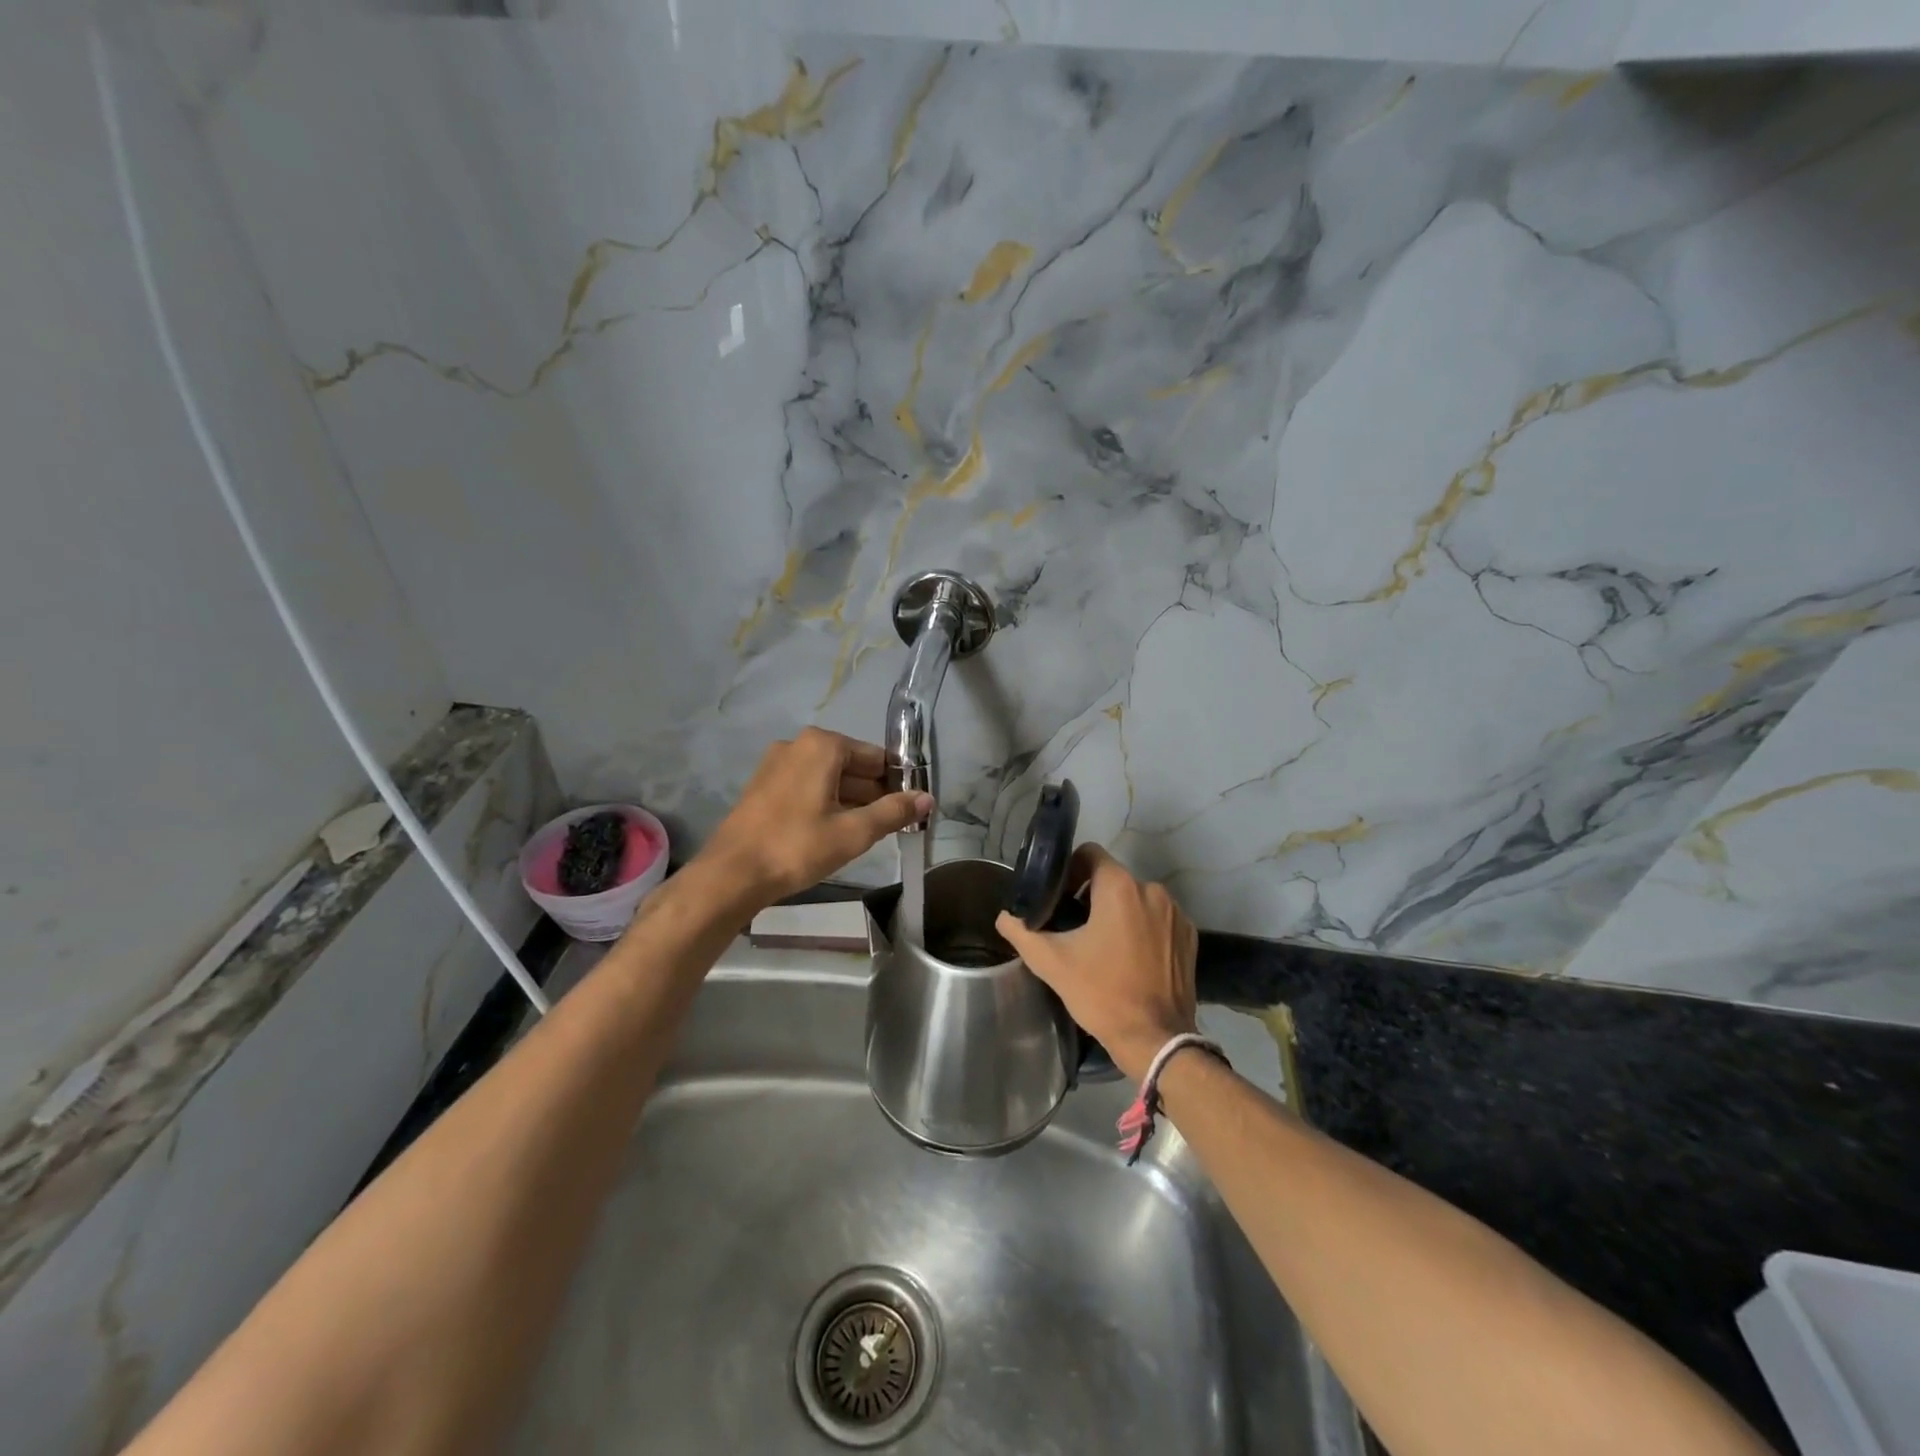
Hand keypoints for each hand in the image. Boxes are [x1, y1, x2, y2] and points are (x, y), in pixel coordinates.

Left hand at [696, 728, 932, 907]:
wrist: (731, 875)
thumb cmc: (796, 847)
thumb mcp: (853, 832)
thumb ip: (894, 812)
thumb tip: (927, 798)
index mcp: (822, 745)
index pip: (875, 757)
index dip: (897, 781)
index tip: (910, 808)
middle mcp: (798, 745)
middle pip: (851, 765)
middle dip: (874, 792)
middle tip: (893, 824)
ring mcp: (776, 764)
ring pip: (828, 778)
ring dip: (851, 800)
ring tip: (868, 832)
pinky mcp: (763, 786)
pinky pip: (807, 787)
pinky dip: (826, 803)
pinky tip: (836, 831)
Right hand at [995, 845, 1197, 1082]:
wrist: (1156, 1040)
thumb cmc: (1101, 994)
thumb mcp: (1052, 963)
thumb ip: (1022, 932)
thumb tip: (1005, 917)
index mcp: (1120, 887)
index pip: (1090, 854)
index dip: (1069, 870)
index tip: (1059, 897)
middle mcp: (1152, 890)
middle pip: (1113, 878)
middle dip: (1091, 896)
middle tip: (1074, 927)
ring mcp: (1175, 914)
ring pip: (1136, 899)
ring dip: (1118, 913)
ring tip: (1102, 946)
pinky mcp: (1189, 937)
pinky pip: (1157, 919)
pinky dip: (1142, 929)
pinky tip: (1129, 958)